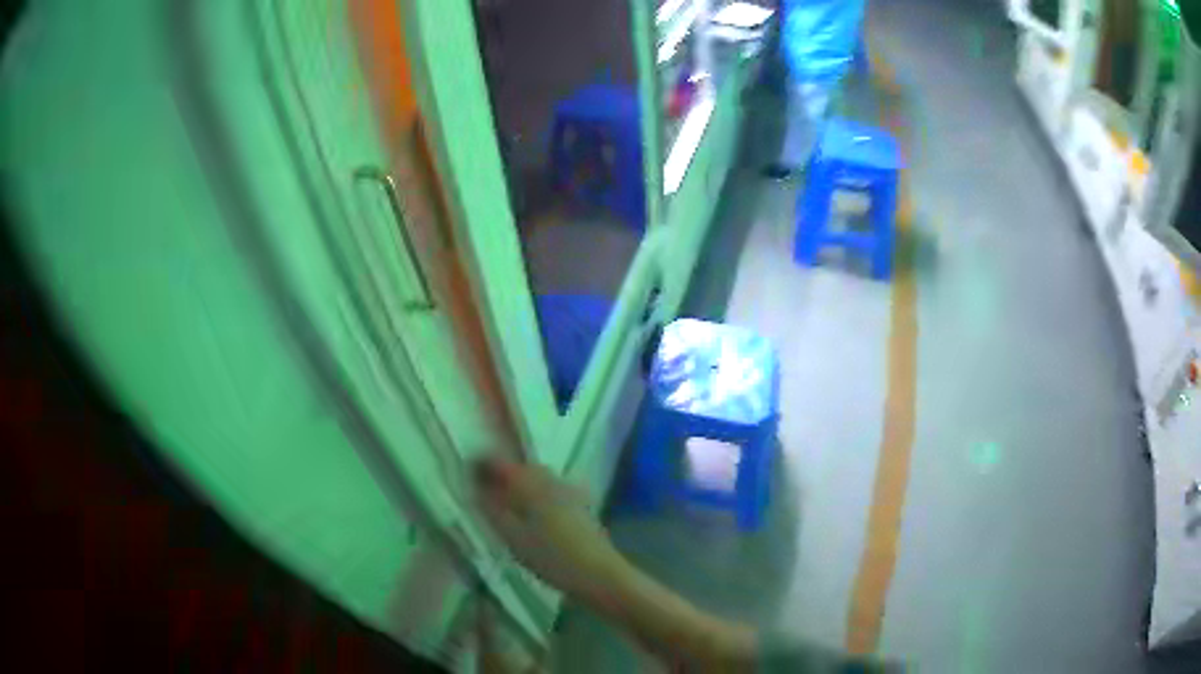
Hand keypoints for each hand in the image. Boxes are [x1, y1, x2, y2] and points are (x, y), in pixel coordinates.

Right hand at [473, 457, 631, 607]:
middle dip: (501, 475)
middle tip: (483, 492)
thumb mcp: (513, 537)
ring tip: (505, 506)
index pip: (500, 463)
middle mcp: (551, 479)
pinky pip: (550, 490)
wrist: (599, 573)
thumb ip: (492, 510)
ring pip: (537, 478)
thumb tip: (476, 488)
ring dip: (520, 485)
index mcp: (531, 483)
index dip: (481, 465)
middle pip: (520, 468)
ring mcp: (569, 490)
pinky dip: (536, 495)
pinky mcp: (581, 505)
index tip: (467, 476)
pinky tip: (533, 516)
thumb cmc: (551, 557)